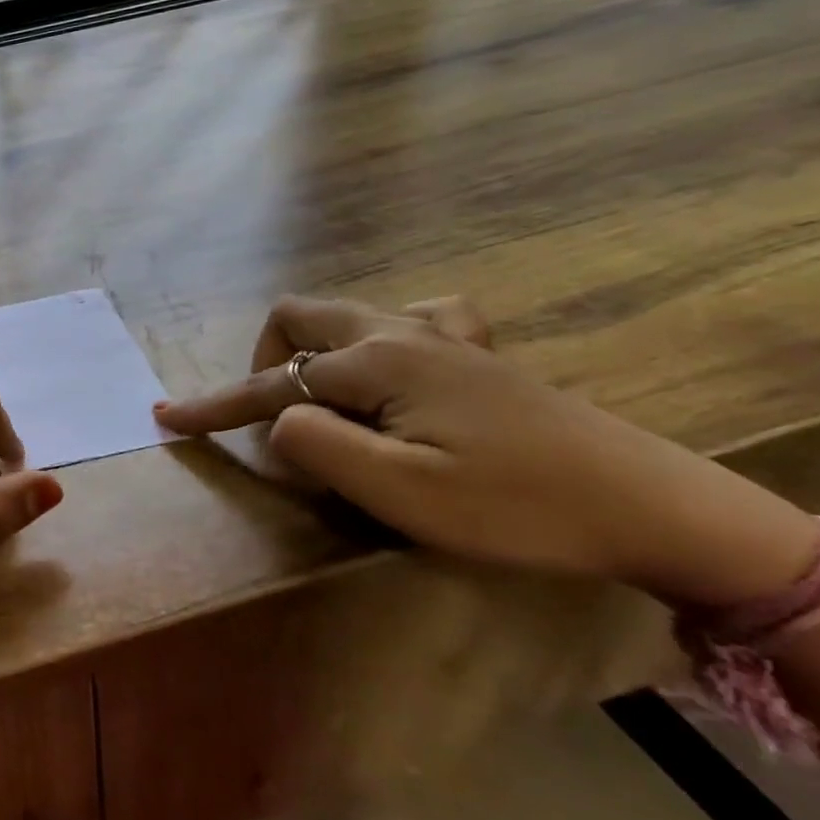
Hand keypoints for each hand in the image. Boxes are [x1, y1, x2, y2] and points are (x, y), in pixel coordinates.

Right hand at [155, 294, 819, 607]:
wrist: (654, 505)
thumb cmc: (516, 507)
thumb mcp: (403, 494)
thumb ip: (319, 445)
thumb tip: (277, 419)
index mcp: (375, 363)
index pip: (271, 384)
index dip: (213, 405)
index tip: (166, 419)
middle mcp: (398, 333)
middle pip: (299, 317)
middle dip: (265, 360)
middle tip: (272, 417)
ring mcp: (442, 336)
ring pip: (349, 312)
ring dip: (315, 346)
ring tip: (326, 396)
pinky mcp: (477, 353)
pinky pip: (415, 317)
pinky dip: (382, 336)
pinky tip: (397, 366)